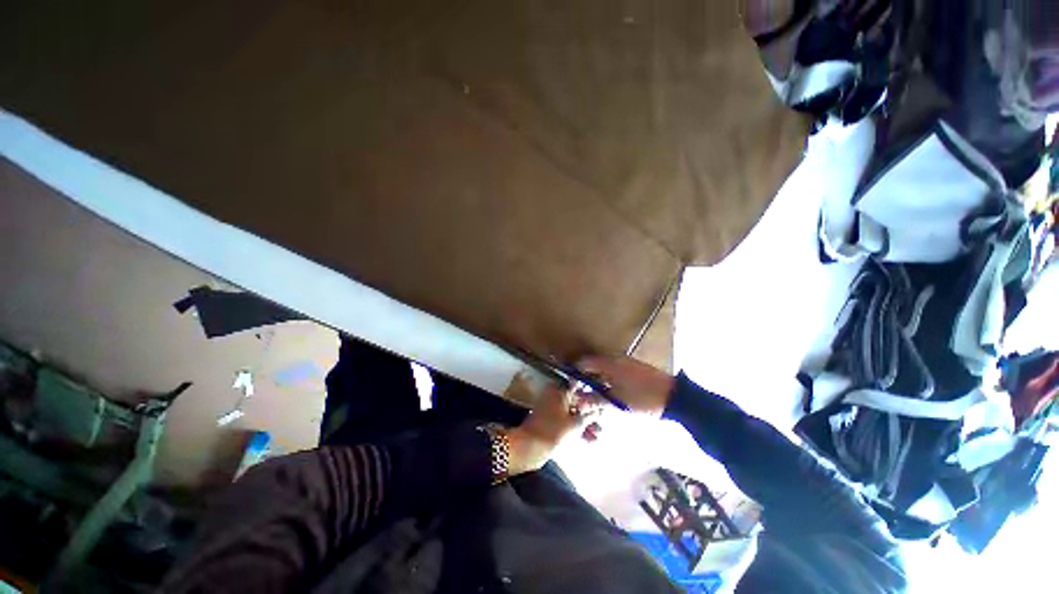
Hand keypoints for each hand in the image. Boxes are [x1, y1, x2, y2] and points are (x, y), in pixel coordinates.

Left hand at [507, 383, 598, 475]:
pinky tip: (591, 440)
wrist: (530, 447)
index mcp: (560, 389)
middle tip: (604, 420)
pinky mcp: (550, 421)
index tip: (604, 398)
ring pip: (573, 412)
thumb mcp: (577, 423)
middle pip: (577, 399)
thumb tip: (600, 409)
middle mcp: (555, 395)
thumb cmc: (555, 431)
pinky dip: (577, 428)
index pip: (580, 384)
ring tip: (599, 434)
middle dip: (591, 411)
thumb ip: (590, 415)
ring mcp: (552, 408)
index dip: (592, 391)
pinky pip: (567, 420)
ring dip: (586, 422)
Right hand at [576, 356, 674, 415]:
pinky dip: (609, 381)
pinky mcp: (634, 368)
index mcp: (609, 364)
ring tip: (597, 399)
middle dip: (586, 380)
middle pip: (593, 366)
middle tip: (584, 397)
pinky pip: (614, 372)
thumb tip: (578, 401)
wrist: (676, 398)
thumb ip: (595, 401)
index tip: (573, 389)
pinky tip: (612, 395)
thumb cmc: (643, 399)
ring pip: (604, 370)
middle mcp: (616, 359)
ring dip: (598, 382)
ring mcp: (626, 363)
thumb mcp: (617, 403)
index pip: (584, 363)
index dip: (575, 375)